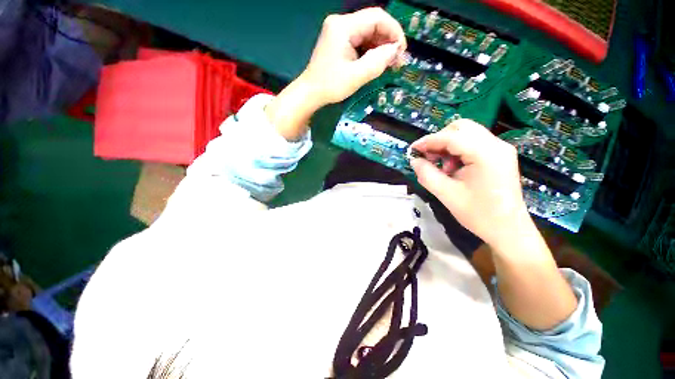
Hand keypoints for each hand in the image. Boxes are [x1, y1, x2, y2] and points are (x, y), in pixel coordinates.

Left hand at [301, 7, 406, 106]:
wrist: (311, 92)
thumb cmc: (330, 86)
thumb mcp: (356, 76)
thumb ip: (377, 62)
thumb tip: (395, 51)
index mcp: (343, 27)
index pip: (376, 18)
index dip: (394, 31)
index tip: (402, 50)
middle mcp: (341, 23)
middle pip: (373, 24)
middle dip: (388, 41)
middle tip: (397, 61)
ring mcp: (339, 32)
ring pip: (368, 33)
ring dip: (380, 47)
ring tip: (390, 63)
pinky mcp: (339, 41)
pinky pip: (361, 41)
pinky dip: (371, 51)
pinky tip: (377, 62)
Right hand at [409, 119, 532, 248]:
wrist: (508, 230)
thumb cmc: (479, 215)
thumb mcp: (446, 195)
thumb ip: (427, 175)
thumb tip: (414, 161)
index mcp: (486, 154)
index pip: (451, 137)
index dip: (428, 141)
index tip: (412, 150)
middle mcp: (496, 145)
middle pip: (461, 127)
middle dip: (439, 139)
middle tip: (428, 157)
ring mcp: (500, 149)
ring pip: (466, 133)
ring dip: (447, 145)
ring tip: (441, 166)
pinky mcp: (498, 155)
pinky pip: (472, 143)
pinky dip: (457, 150)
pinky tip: (452, 168)